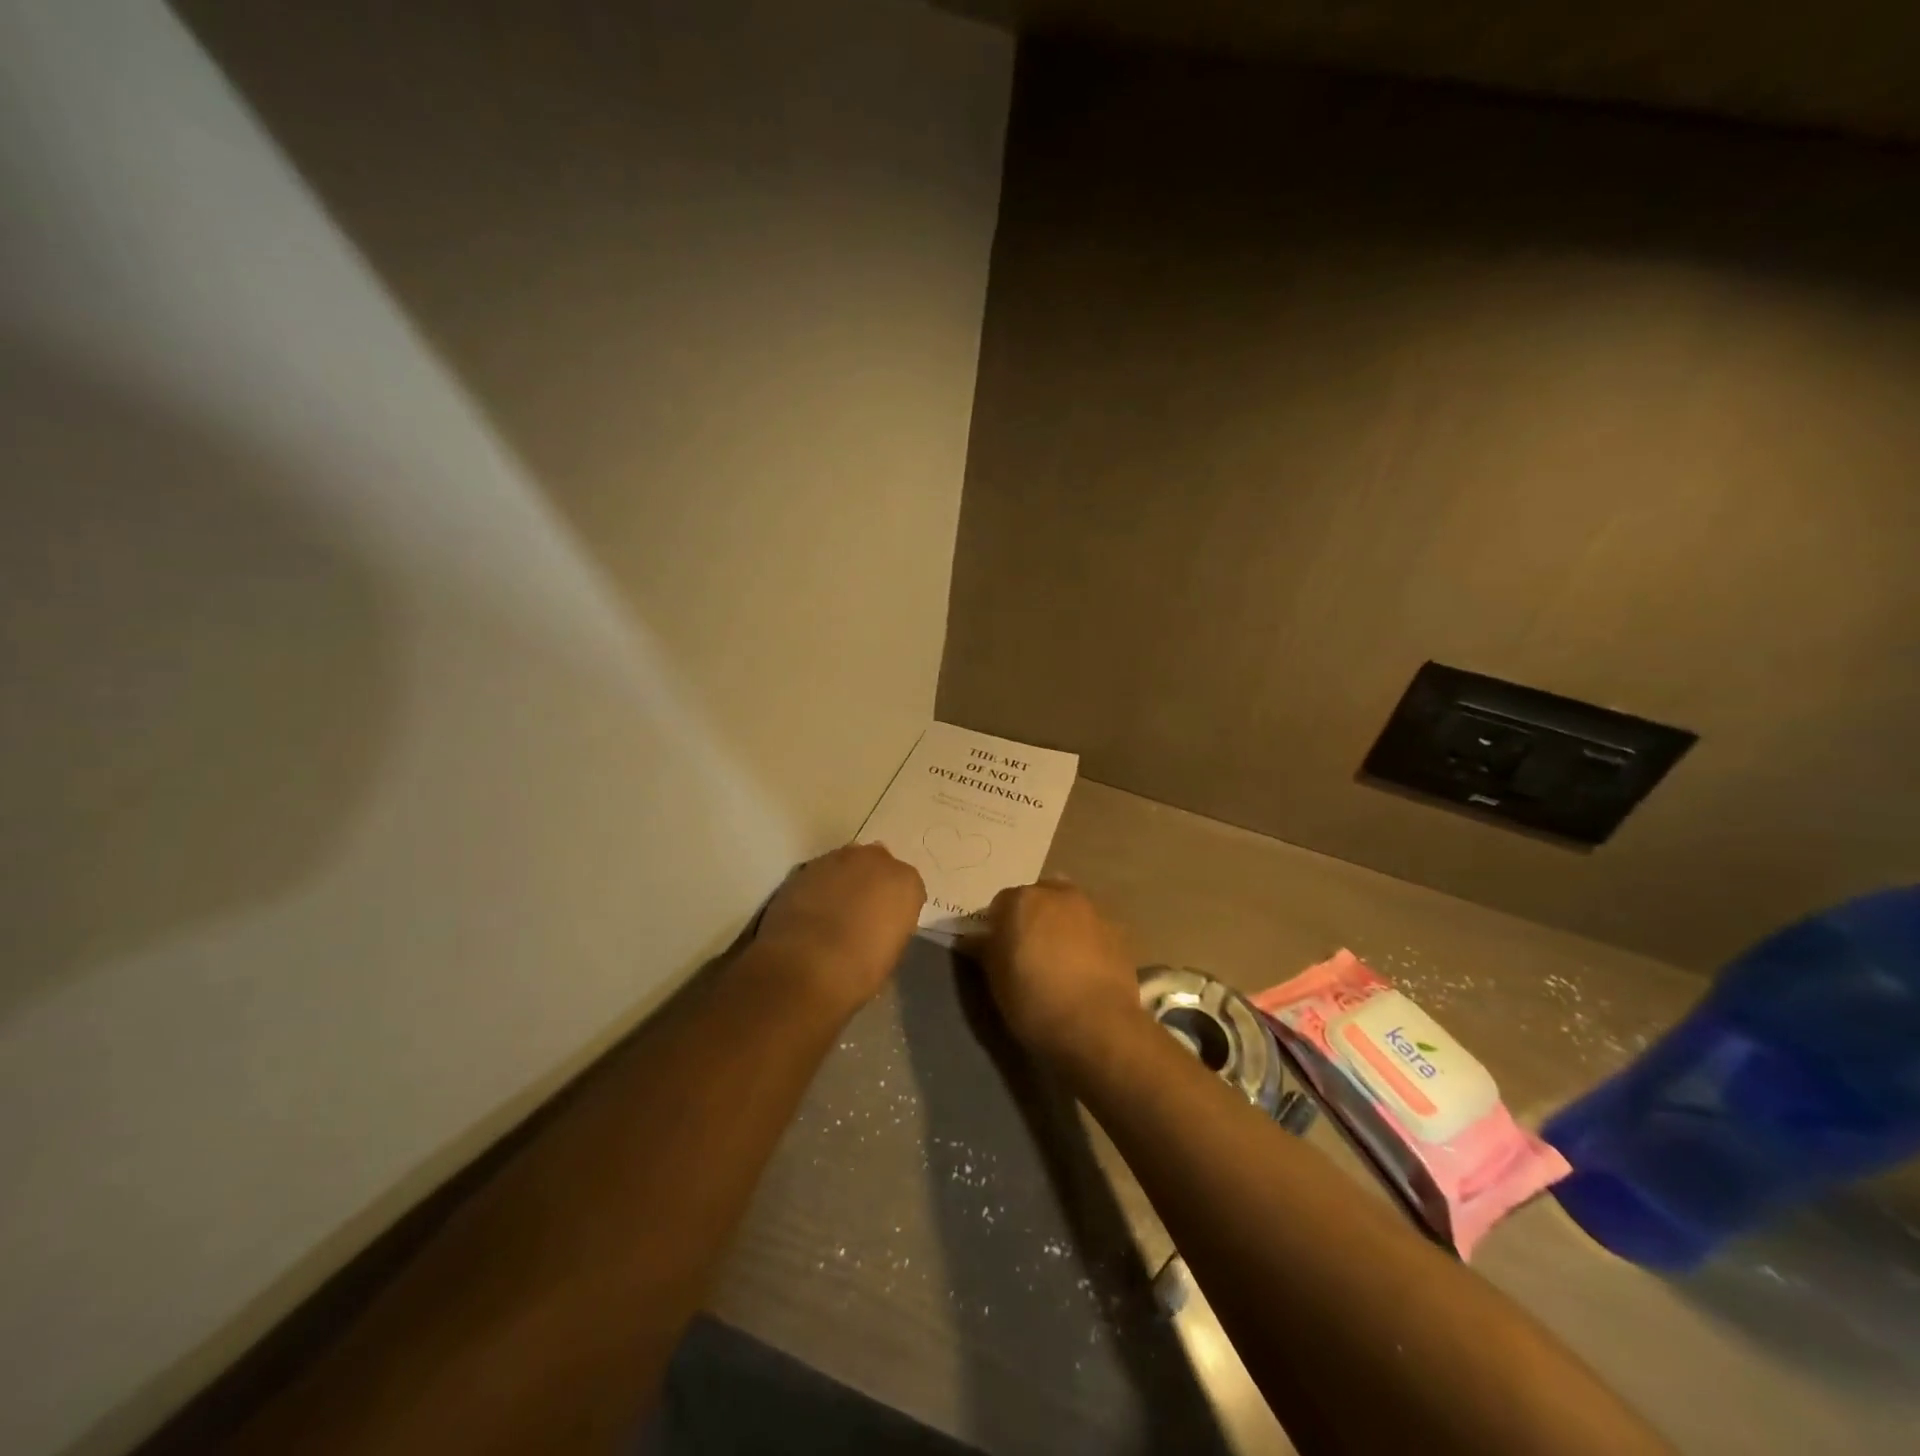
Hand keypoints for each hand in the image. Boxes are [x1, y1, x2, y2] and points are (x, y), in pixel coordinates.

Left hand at [755, 843, 925, 1011]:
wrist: (805, 965)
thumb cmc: (860, 968)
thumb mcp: (892, 954)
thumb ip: (891, 928)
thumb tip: (879, 928)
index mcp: (905, 881)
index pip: (909, 889)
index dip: (897, 908)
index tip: (888, 927)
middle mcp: (875, 860)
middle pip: (877, 867)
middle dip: (871, 885)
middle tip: (861, 914)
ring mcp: (837, 859)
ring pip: (846, 867)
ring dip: (843, 883)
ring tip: (831, 913)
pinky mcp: (804, 867)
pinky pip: (819, 875)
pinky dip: (818, 889)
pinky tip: (810, 913)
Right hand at [972, 881, 1143, 1064]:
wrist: (1096, 1026)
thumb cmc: (1034, 1000)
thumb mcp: (996, 979)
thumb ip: (985, 949)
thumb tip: (976, 938)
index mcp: (1022, 900)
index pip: (1000, 904)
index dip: (997, 927)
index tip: (999, 951)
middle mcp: (1059, 894)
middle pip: (1039, 897)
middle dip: (1032, 917)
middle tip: (1029, 952)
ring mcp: (1093, 911)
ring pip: (1069, 910)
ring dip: (1061, 926)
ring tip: (1060, 962)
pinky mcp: (1119, 933)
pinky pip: (1093, 930)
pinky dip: (1086, 942)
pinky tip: (1085, 971)